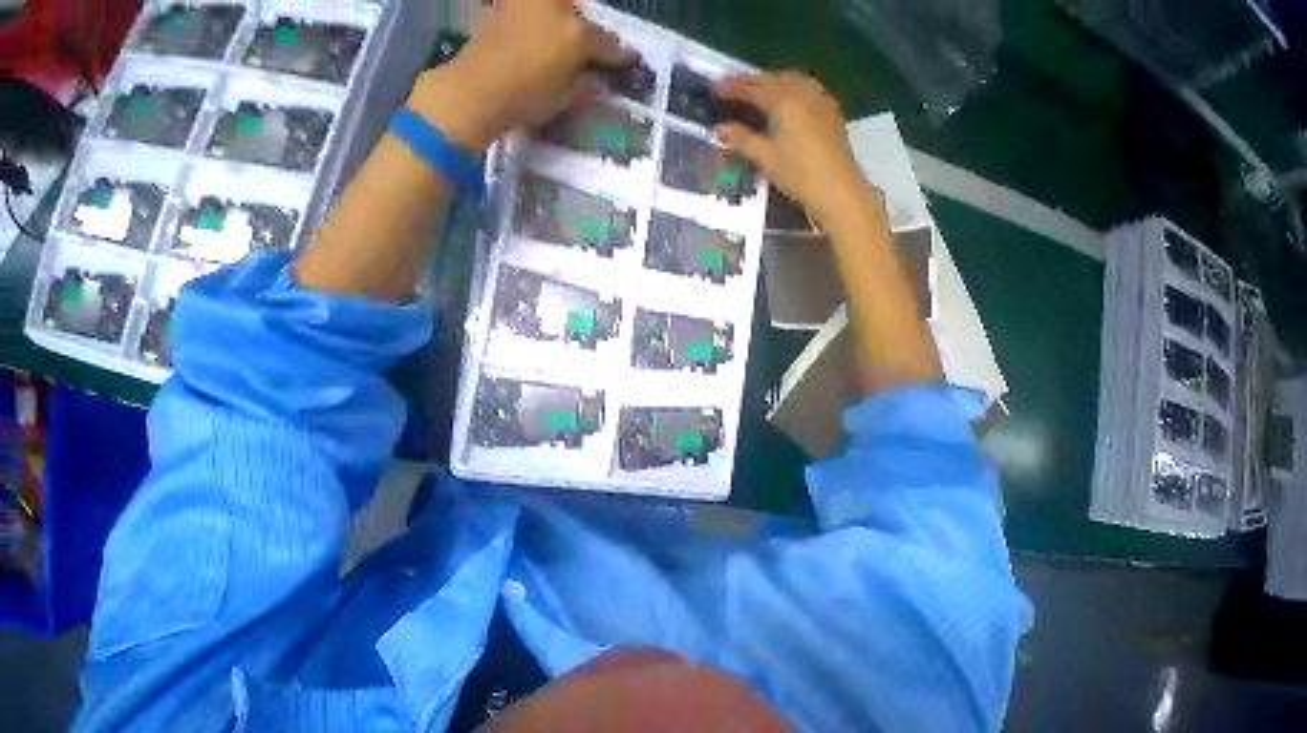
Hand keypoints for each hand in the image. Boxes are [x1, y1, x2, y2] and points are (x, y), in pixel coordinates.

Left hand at [409, 0, 630, 150]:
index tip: (634, 60)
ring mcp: (532, 1)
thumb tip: (600, 80)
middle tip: (596, 52)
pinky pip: (540, 7)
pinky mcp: (511, 4)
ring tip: (569, 41)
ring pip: (561, 6)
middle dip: (592, 34)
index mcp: (576, 34)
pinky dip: (548, 16)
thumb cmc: (528, 98)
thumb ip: (586, 85)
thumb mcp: (565, 98)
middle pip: (583, 18)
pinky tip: (546, 32)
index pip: (606, 44)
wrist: (479, 87)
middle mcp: (558, 7)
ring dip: (570, 20)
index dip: (621, 55)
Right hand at [714, 72, 874, 225]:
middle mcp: (804, 91)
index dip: (733, 87)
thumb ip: (741, 140)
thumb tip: (717, 129)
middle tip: (735, 88)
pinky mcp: (830, 111)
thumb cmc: (798, 173)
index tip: (715, 86)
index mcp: (785, 100)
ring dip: (773, 82)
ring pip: (792, 81)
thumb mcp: (766, 158)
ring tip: (758, 92)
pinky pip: (806, 89)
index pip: (754, 88)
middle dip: (753, 81)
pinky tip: (786, 102)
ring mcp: (820, 99)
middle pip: (774, 79)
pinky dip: (790, 90)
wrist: (836, 188)